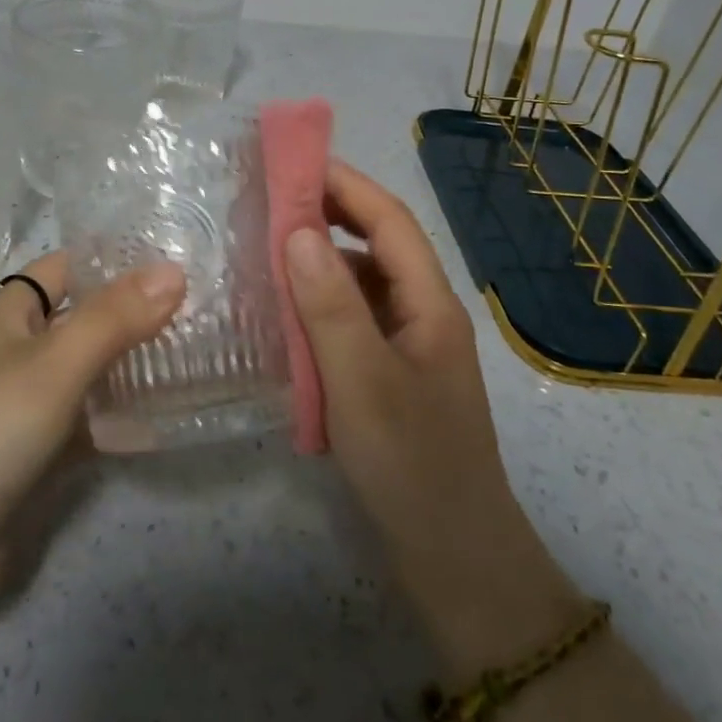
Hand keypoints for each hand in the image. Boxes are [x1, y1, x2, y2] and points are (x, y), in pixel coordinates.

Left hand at [0, 252, 185, 633]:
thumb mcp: (55, 364)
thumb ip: (115, 317)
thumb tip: (174, 270)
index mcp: (9, 316)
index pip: (66, 268)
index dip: (114, 260)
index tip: (174, 259)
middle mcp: (17, 353)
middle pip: (83, 320)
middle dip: (135, 314)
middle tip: (201, 308)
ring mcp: (26, 406)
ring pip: (89, 373)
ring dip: (133, 366)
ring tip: (197, 355)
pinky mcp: (36, 455)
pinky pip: (87, 423)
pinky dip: (120, 419)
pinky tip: (168, 418)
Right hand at [284, 162, 580, 672]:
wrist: (454, 561)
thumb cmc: (412, 466)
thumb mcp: (363, 382)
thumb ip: (330, 305)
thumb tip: (297, 230)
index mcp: (430, 303)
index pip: (389, 220)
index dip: (345, 184)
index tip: (292, 161)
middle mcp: (423, 313)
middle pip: (379, 244)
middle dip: (331, 212)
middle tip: (271, 198)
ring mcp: (408, 345)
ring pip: (363, 282)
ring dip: (321, 259)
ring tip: (267, 248)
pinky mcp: (390, 375)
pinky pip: (353, 320)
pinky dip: (320, 304)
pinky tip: (286, 313)